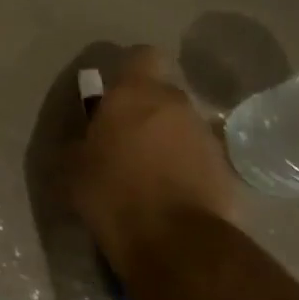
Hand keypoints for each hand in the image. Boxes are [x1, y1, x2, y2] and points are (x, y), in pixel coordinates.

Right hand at [65, 46, 239, 280]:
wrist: (175, 243)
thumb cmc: (112, 192)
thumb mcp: (71, 167)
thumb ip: (78, 142)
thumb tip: (82, 140)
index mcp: (135, 93)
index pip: (142, 56)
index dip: (130, 70)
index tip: (114, 92)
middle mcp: (175, 104)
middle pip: (162, 93)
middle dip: (147, 110)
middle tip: (125, 139)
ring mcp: (206, 136)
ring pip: (182, 125)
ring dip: (168, 139)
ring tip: (148, 172)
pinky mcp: (226, 170)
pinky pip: (199, 157)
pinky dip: (186, 168)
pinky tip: (169, 195)